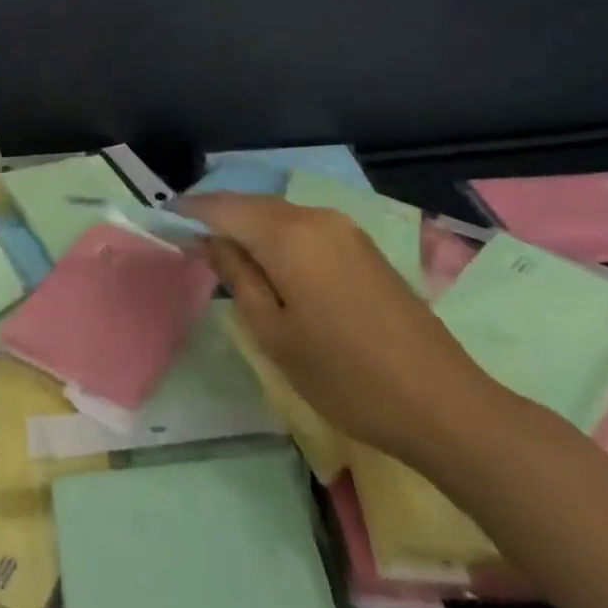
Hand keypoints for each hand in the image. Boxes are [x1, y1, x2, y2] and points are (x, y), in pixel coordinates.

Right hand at [181, 193, 498, 461]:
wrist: (442, 402)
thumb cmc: (345, 376)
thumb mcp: (275, 333)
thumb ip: (237, 277)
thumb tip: (210, 241)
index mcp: (288, 234)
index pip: (223, 207)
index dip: (191, 211)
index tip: (164, 220)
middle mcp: (315, 217)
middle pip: (252, 204)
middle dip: (219, 217)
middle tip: (191, 241)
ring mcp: (344, 228)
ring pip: (279, 214)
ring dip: (250, 227)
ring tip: (226, 254)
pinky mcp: (362, 246)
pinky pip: (305, 227)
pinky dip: (278, 236)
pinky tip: (272, 263)